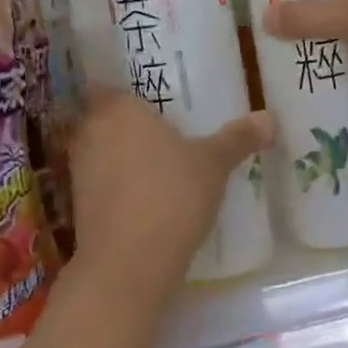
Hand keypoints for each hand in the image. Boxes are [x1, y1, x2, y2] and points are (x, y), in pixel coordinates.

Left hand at [68, 87, 273, 294]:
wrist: (129, 263)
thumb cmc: (171, 195)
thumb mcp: (213, 164)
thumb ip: (237, 138)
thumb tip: (268, 117)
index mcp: (117, 110)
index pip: (105, 84)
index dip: (121, 88)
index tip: (146, 95)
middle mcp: (90, 134)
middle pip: (101, 118)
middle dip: (124, 123)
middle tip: (159, 127)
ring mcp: (79, 172)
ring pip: (99, 152)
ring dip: (120, 156)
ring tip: (156, 162)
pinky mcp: (79, 206)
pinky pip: (100, 184)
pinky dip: (117, 186)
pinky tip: (145, 197)